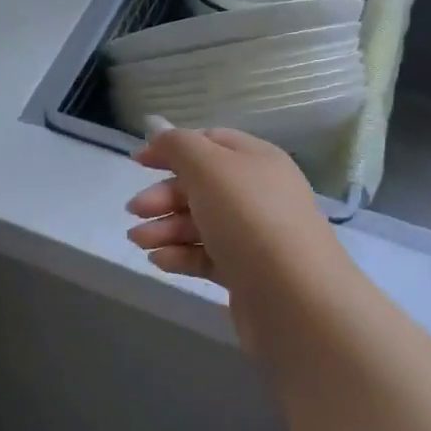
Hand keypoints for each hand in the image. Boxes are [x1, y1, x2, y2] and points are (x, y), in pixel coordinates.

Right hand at [125, 127, 344, 359]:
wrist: (296, 300)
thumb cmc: (249, 220)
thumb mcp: (208, 167)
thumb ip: (178, 145)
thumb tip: (158, 130)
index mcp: (256, 160)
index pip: (209, 142)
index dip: (171, 148)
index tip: (137, 162)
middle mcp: (259, 193)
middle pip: (200, 185)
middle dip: (163, 195)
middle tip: (135, 210)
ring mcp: (255, 236)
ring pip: (200, 222)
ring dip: (165, 227)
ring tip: (139, 241)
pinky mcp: (247, 273)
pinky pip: (207, 255)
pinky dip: (181, 254)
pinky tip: (159, 261)